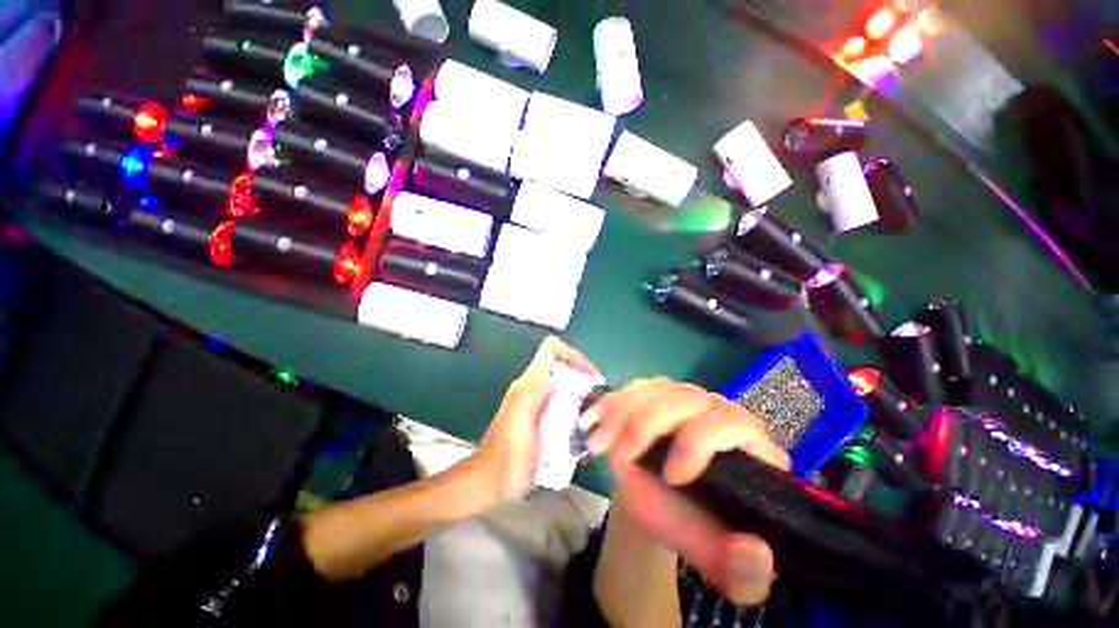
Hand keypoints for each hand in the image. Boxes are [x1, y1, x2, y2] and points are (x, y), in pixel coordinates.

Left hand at [465, 336, 599, 508]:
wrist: (491, 484)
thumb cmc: (506, 458)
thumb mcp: (519, 423)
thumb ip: (531, 394)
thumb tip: (556, 377)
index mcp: (529, 383)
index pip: (552, 349)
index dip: (574, 355)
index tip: (591, 376)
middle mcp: (535, 388)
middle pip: (565, 369)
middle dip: (585, 382)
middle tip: (599, 406)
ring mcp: (540, 404)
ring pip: (569, 389)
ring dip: (585, 401)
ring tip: (594, 423)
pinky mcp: (544, 419)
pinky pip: (567, 408)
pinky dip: (579, 416)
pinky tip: (584, 436)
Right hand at [585, 379, 790, 605]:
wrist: (660, 499)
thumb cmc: (691, 524)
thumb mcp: (720, 561)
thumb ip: (745, 572)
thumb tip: (752, 552)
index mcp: (749, 446)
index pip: (734, 423)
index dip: (699, 441)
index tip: (670, 476)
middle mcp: (718, 411)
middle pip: (686, 398)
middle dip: (646, 425)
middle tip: (619, 457)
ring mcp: (684, 397)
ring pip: (656, 389)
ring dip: (622, 411)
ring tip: (598, 443)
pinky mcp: (657, 392)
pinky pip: (635, 387)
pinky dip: (611, 402)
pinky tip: (593, 419)